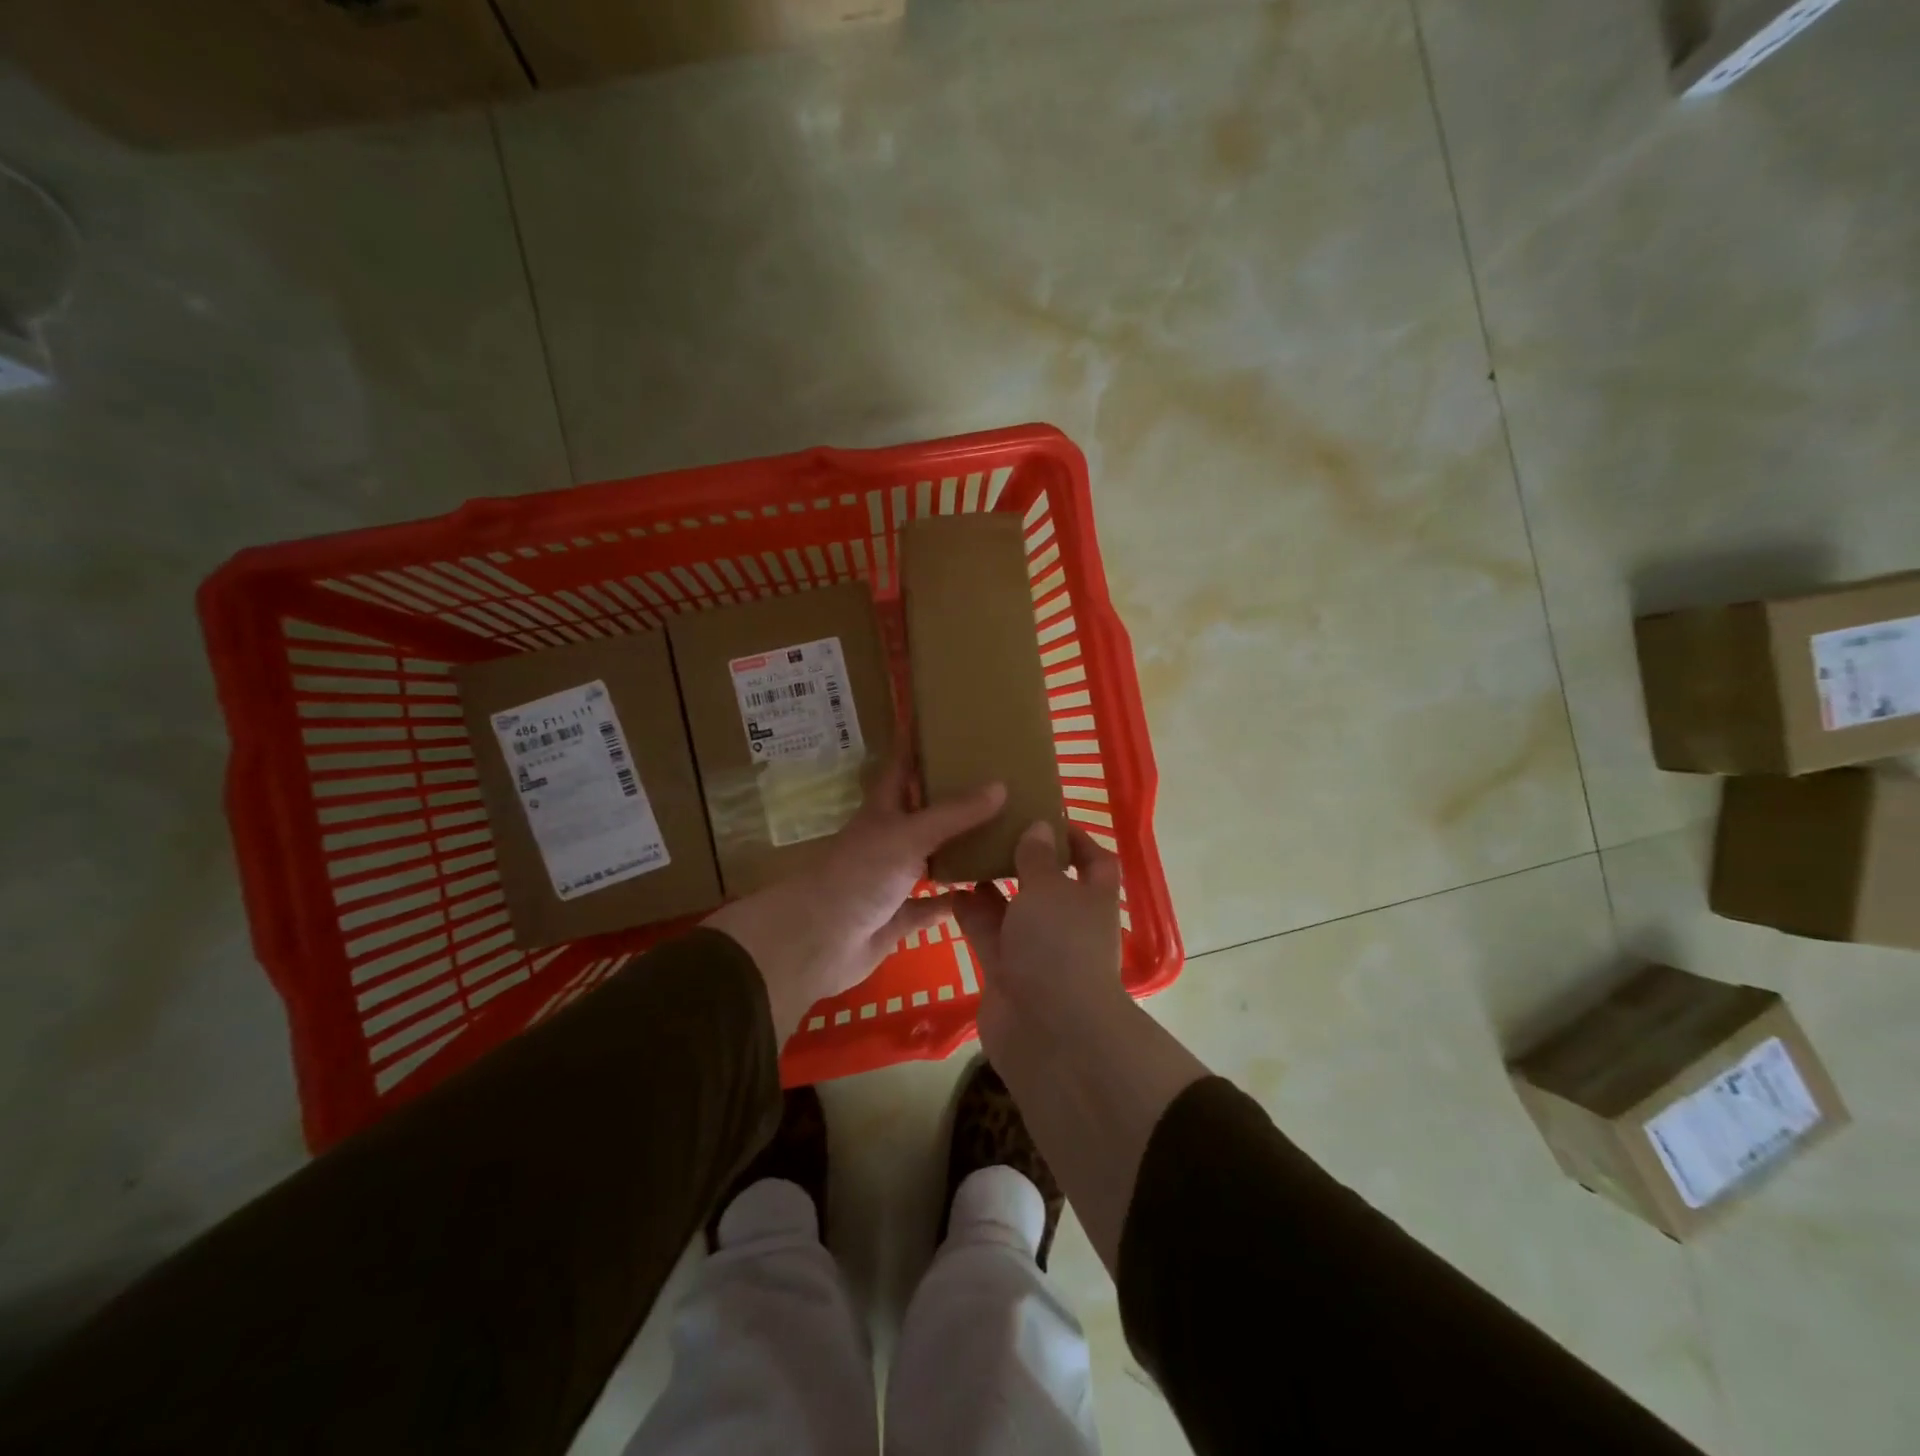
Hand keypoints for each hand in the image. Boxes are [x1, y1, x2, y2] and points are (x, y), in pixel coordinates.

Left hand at [705, 761, 1005, 1038]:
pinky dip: (954, 900)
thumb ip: (954, 814)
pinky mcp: (897, 918)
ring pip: (931, 858)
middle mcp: (887, 840)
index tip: (944, 723)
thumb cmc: (858, 875)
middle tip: (997, 780)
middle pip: (922, 812)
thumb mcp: (908, 835)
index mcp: (882, 811)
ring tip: (1003, 832)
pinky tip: (985, 893)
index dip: (917, 745)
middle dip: (952, 798)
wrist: (818, 942)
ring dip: (959, 849)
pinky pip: (932, 906)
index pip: (901, 767)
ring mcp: (891, 880)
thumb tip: (1001, 784)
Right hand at [953, 820, 1127, 1058]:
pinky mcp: (1004, 971)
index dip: (1077, 839)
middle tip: (990, 828)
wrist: (1047, 1030)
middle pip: (1046, 883)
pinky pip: (987, 933)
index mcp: (1092, 899)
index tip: (1045, 817)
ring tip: (963, 851)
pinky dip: (970, 912)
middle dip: (1022, 859)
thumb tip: (1040, 828)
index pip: (1095, 862)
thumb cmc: (1059, 945)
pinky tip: (948, 887)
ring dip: (991, 884)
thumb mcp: (1049, 889)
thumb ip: (1038, 857)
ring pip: (1012, 908)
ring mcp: (1034, 949)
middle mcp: (1066, 922)